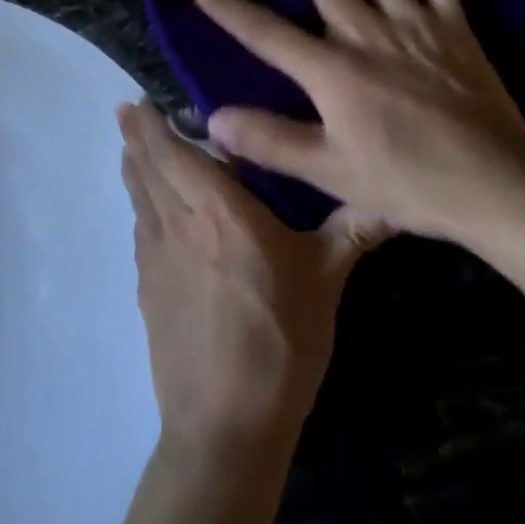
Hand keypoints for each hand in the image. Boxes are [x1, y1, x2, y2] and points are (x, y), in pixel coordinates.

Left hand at [117, 100, 385, 450]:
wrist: (226, 423)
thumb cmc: (281, 340)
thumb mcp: (325, 280)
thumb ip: (353, 231)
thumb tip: (395, 200)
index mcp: (220, 209)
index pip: (175, 152)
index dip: (152, 124)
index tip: (140, 100)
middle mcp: (180, 222)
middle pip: (147, 168)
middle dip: (136, 136)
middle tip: (129, 111)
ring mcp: (156, 258)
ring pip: (138, 197)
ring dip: (133, 167)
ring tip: (131, 148)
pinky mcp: (147, 290)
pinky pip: (140, 230)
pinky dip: (140, 207)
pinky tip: (149, 212)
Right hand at [182, 0, 524, 244]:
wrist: (493, 185)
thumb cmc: (407, 181)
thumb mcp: (331, 172)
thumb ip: (271, 141)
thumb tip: (214, 118)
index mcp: (331, 69)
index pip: (263, 29)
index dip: (224, 1)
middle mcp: (366, 31)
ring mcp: (413, 22)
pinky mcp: (454, 26)